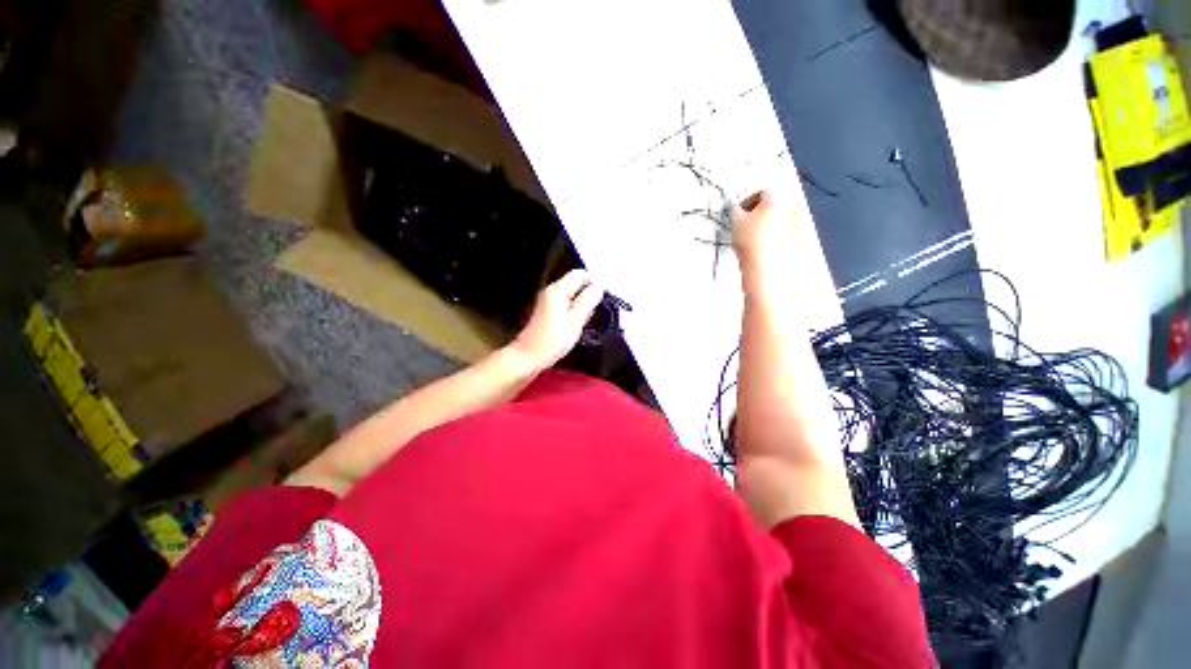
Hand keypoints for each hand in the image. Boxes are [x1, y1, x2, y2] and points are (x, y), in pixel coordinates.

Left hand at [510, 269, 604, 370]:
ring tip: (586, 321)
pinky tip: (576, 325)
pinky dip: (574, 311)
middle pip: (575, 283)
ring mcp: (547, 301)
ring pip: (571, 295)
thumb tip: (599, 286)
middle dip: (588, 295)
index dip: (594, 283)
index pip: (580, 274)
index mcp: (557, 290)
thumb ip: (588, 301)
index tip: (602, 299)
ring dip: (582, 304)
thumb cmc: (553, 340)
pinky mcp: (546, 311)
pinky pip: (565, 304)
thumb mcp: (576, 320)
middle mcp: (551, 291)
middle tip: (595, 312)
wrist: (527, 357)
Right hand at [731, 190, 797, 272]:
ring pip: (780, 217)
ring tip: (754, 236)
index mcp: (776, 198)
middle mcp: (790, 206)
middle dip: (760, 211)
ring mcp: (797, 222)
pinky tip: (764, 245)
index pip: (761, 192)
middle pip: (774, 203)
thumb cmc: (751, 243)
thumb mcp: (736, 222)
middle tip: (747, 222)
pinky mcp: (799, 238)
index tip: (740, 211)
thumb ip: (736, 209)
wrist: (766, 268)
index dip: (748, 201)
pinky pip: (785, 231)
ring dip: (768, 222)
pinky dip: (776, 234)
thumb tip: (737, 206)